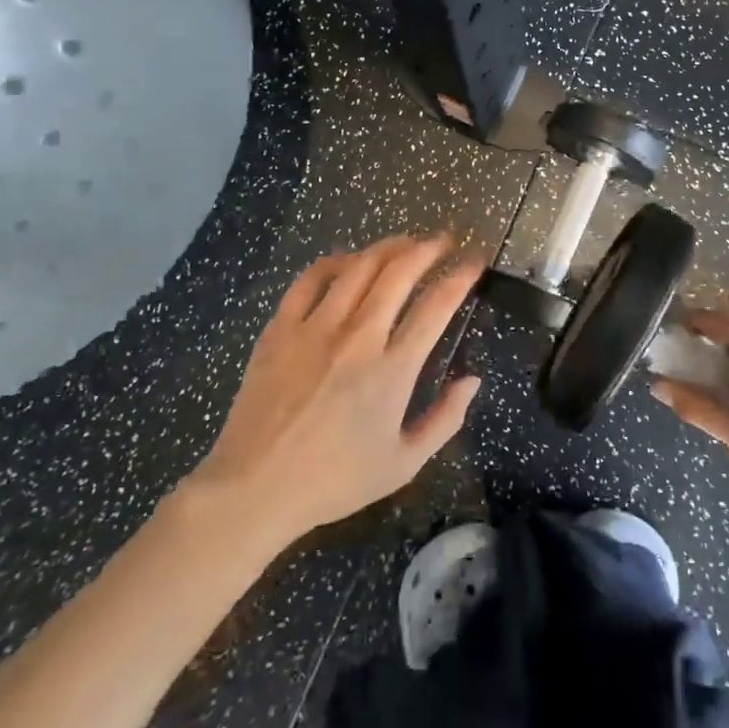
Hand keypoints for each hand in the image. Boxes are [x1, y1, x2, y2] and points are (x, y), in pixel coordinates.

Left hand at [188, 234, 483, 546]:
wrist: (254, 488)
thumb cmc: (335, 480)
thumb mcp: (404, 463)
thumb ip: (445, 419)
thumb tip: (472, 379)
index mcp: (392, 370)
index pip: (436, 306)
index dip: (460, 277)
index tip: (474, 262)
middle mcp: (358, 338)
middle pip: (398, 273)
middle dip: (427, 248)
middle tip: (443, 239)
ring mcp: (315, 329)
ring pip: (358, 267)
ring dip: (387, 247)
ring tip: (404, 242)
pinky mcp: (280, 329)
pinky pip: (310, 280)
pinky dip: (334, 262)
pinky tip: (347, 260)